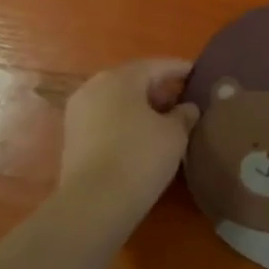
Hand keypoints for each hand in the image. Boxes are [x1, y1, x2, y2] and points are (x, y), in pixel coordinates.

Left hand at [58, 58, 198, 221]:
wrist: (94, 203)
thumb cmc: (140, 157)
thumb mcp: (174, 135)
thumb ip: (184, 115)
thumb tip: (187, 107)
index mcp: (120, 78)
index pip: (156, 65)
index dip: (179, 69)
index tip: (196, 73)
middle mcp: (94, 86)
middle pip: (132, 80)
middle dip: (158, 88)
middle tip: (181, 99)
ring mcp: (78, 111)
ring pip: (116, 100)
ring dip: (139, 106)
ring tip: (163, 120)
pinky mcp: (71, 136)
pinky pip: (104, 118)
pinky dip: (124, 121)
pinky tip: (140, 136)